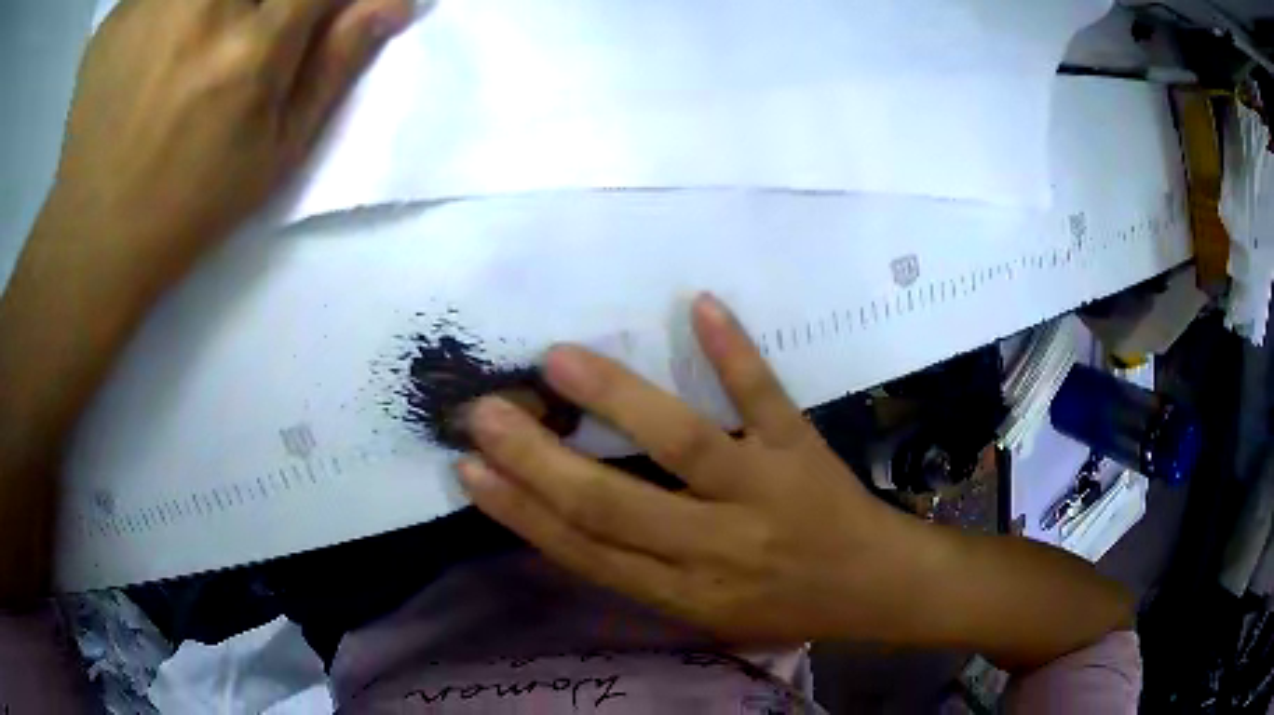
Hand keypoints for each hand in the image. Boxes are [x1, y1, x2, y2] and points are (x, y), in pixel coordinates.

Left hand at [44, 0, 412, 281]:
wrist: (93, 236)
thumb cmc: (191, 202)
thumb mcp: (278, 150)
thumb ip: (337, 63)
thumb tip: (393, 1)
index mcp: (252, 45)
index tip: (315, 14)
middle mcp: (203, 4)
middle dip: (268, 4)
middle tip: (249, 35)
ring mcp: (150, 2)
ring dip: (217, 8)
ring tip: (199, 41)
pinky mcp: (118, 14)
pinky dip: (167, 6)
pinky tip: (155, 40)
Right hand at [458, 294, 929, 644]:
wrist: (875, 589)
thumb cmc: (783, 603)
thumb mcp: (704, 612)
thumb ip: (640, 570)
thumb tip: (566, 519)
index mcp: (682, 592)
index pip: (586, 551)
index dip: (521, 513)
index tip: (470, 469)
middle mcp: (716, 549)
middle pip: (614, 506)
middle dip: (538, 461)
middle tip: (484, 413)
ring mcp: (764, 494)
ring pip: (684, 445)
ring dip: (617, 400)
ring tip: (558, 360)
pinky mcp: (804, 452)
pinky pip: (767, 401)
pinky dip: (735, 355)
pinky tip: (701, 305)